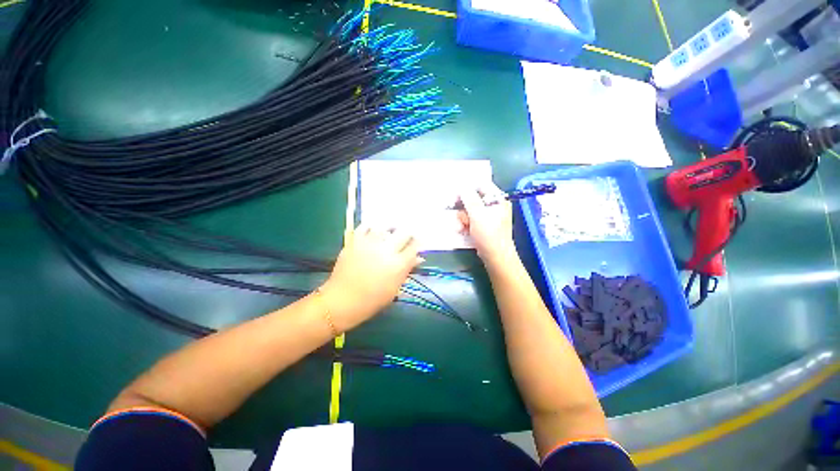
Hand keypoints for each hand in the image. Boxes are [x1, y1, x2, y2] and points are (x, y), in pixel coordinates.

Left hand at [321, 225, 421, 330]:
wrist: (343, 300)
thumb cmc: (372, 299)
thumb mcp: (395, 288)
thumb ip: (407, 270)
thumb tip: (418, 258)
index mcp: (398, 264)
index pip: (414, 247)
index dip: (418, 242)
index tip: (417, 241)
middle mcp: (386, 250)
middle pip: (403, 233)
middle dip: (408, 233)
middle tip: (406, 235)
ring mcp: (370, 244)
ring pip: (385, 227)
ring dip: (390, 228)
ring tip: (391, 230)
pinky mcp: (355, 241)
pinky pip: (365, 227)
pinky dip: (371, 227)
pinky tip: (373, 231)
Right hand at [458, 183, 516, 263]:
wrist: (495, 256)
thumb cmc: (489, 234)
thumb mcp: (478, 214)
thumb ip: (469, 199)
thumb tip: (462, 187)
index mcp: (498, 199)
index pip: (481, 185)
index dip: (468, 188)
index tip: (455, 194)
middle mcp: (494, 205)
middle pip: (473, 199)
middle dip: (464, 208)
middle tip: (461, 216)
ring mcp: (489, 216)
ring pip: (470, 210)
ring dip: (464, 218)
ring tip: (463, 227)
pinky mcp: (484, 225)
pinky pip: (471, 219)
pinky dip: (466, 224)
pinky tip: (464, 230)